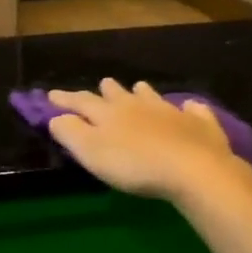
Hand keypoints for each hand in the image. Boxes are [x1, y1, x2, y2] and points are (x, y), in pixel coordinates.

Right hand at [48, 80, 251, 204]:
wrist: (193, 168)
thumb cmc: (134, 164)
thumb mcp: (91, 152)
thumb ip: (70, 132)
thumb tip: (56, 117)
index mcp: (109, 113)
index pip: (81, 101)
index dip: (65, 99)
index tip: (51, 94)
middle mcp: (138, 105)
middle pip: (118, 94)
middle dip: (107, 90)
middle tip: (103, 84)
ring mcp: (171, 112)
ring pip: (152, 96)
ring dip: (143, 93)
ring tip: (139, 88)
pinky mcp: (199, 124)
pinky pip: (193, 110)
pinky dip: (188, 108)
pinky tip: (190, 107)